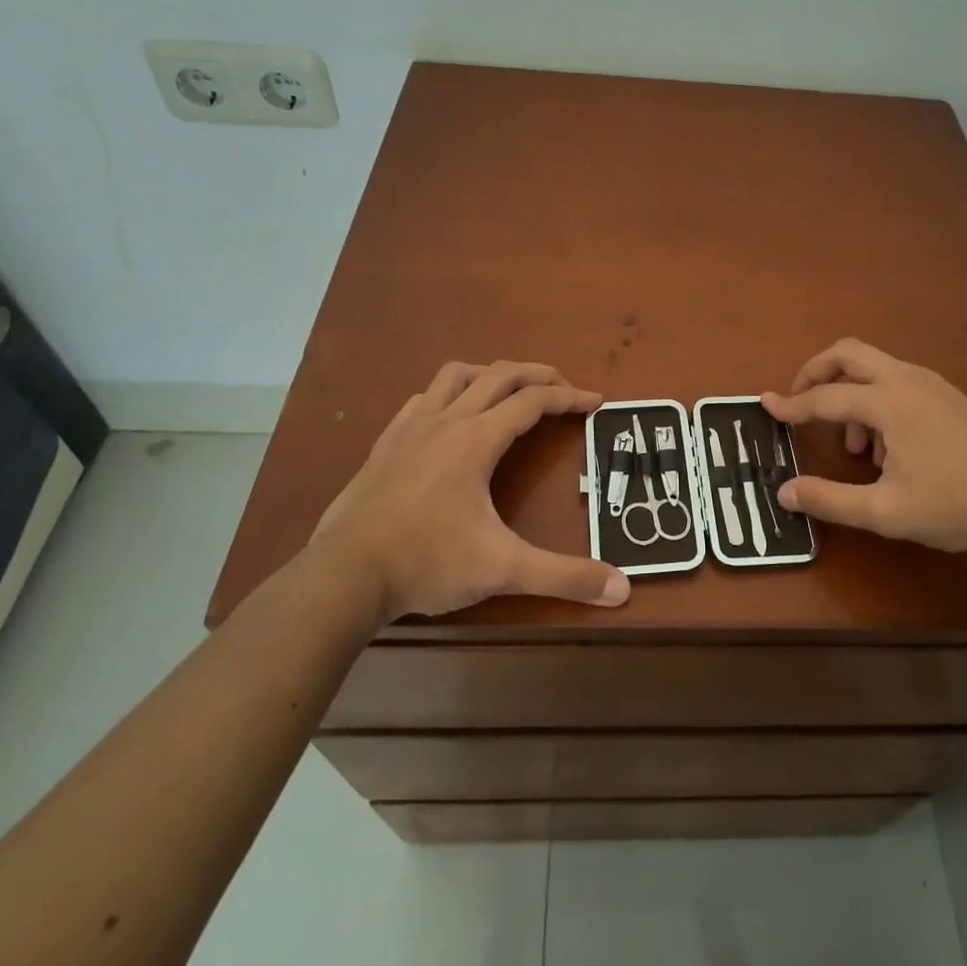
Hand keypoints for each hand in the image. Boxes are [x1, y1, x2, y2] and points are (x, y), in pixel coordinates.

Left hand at [309, 361, 630, 618]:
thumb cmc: (427, 563)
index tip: (596, 402)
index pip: (533, 401)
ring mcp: (411, 428)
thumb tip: (622, 591)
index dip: (570, 397)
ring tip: (511, 391)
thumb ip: (564, 577)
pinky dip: (449, 394)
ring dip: (491, 374)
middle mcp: (446, 421)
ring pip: (456, 375)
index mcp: (477, 439)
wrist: (343, 575)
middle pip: (500, 375)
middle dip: (538, 374)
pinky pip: (423, 399)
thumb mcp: (503, 570)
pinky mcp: (386, 443)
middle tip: (564, 388)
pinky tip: (450, 417)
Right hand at [762, 339, 966, 557]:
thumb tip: (783, 492)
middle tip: (799, 402)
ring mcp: (931, 384)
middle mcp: (906, 380)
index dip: (791, 405)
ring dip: (850, 393)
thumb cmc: (957, 504)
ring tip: (856, 449)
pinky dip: (876, 402)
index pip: (825, 397)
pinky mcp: (948, 397)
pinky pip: (897, 383)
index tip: (765, 406)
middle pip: (848, 353)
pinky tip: (889, 450)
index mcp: (888, 402)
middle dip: (816, 372)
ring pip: (874, 368)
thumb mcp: (886, 512)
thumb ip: (830, 500)